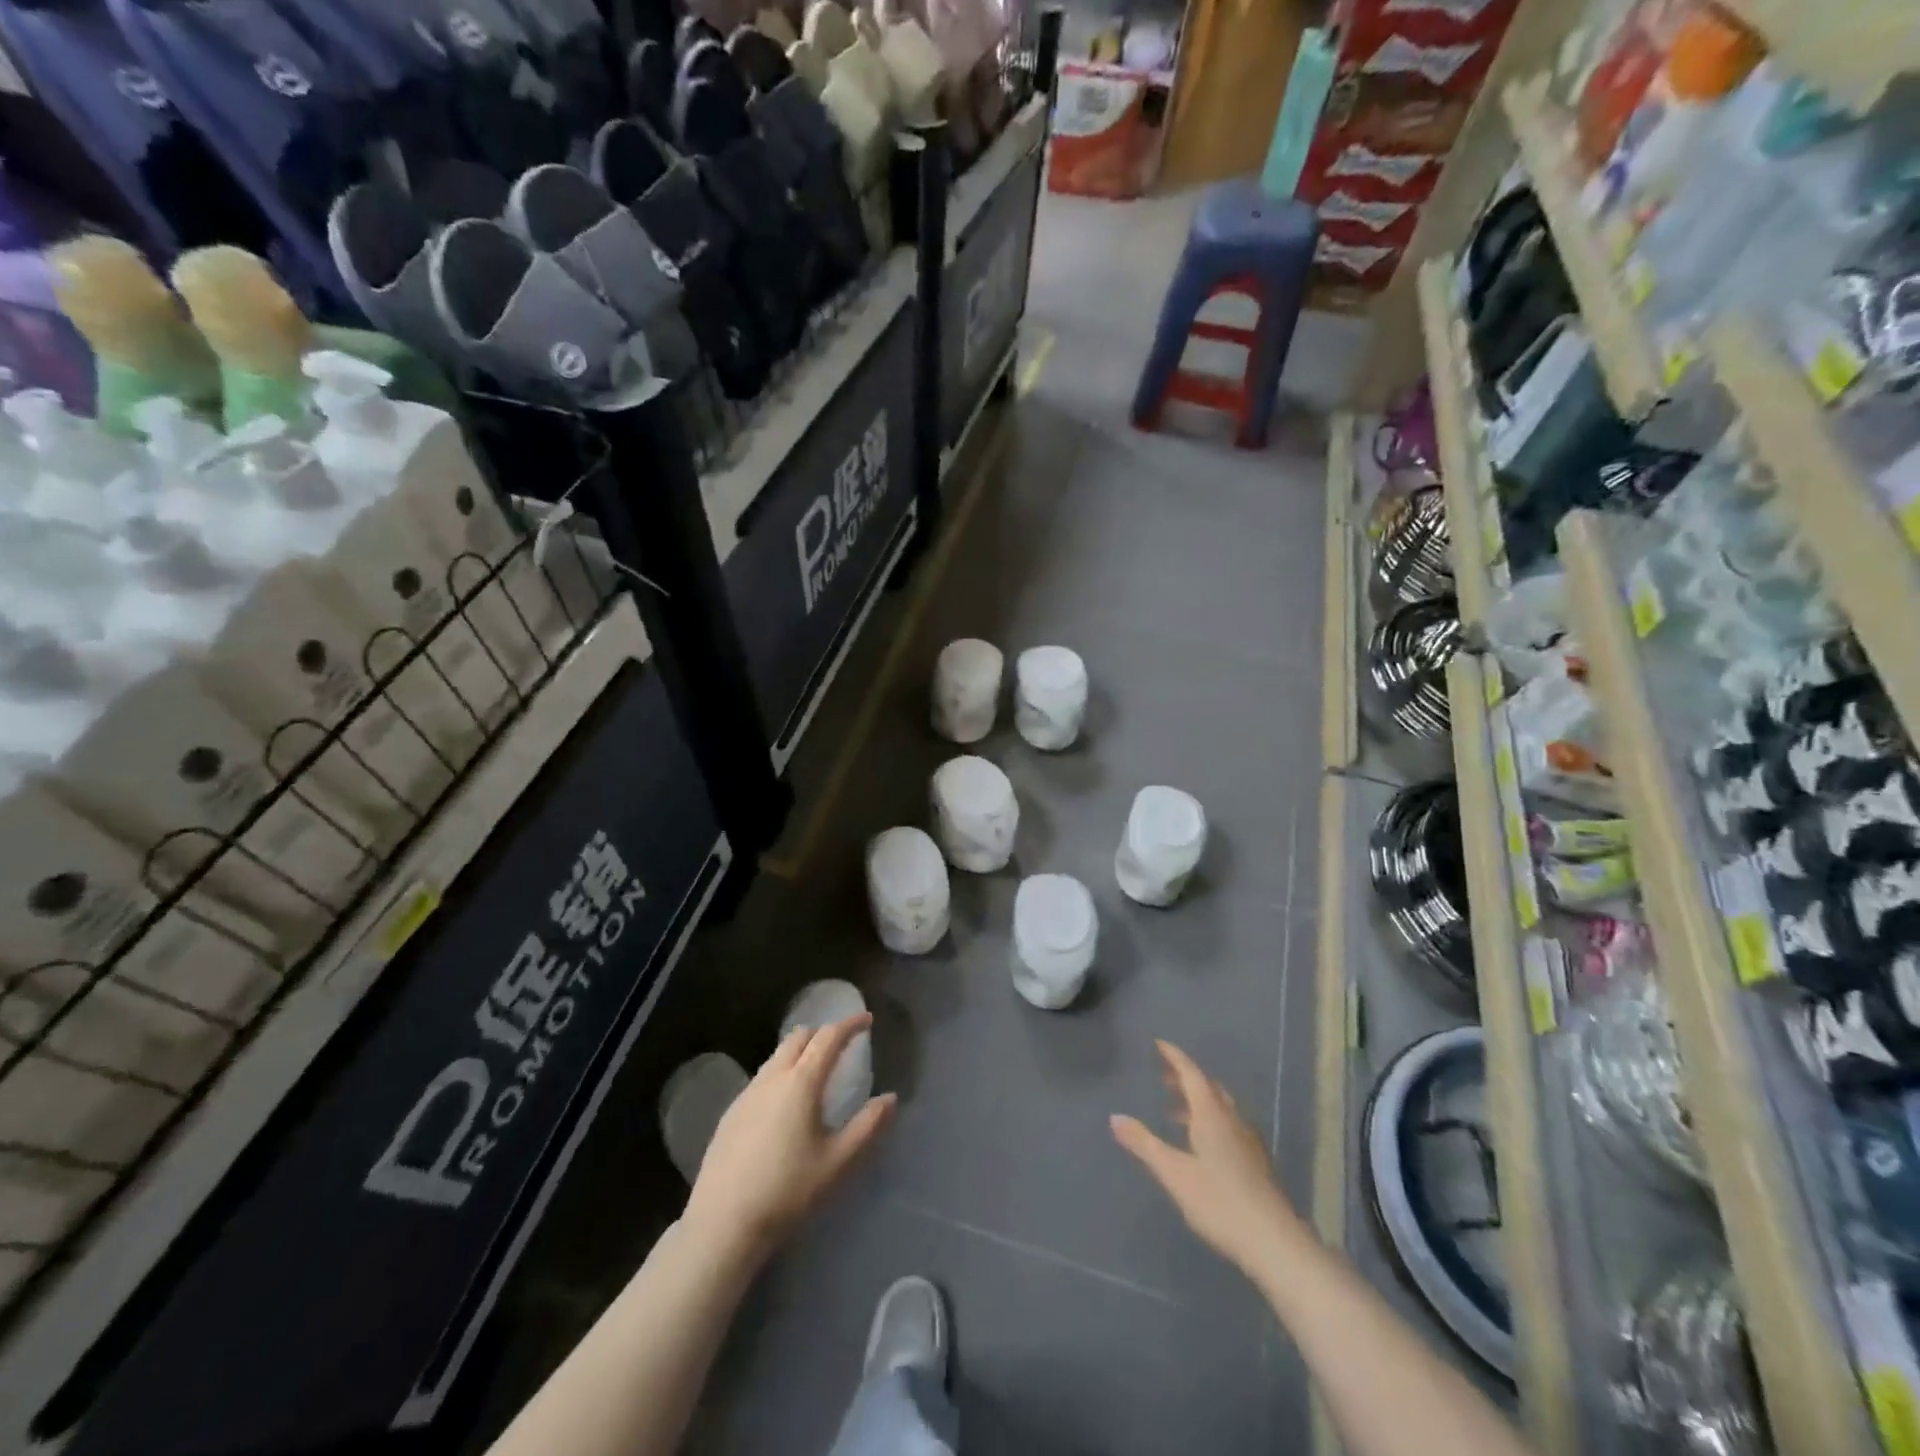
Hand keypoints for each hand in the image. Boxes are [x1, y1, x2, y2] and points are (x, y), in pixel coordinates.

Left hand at [685, 1015, 895, 1262]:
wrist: (722, 1223)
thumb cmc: (788, 1190)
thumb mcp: (838, 1162)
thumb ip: (868, 1126)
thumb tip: (890, 1098)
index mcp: (801, 1082)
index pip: (829, 1037)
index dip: (850, 1024)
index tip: (867, 1020)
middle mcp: (772, 1077)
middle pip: (799, 1037)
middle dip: (823, 1033)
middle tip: (842, 1046)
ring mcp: (747, 1094)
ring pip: (777, 1056)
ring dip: (800, 1052)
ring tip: (815, 1073)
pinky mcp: (730, 1113)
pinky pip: (762, 1078)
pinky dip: (781, 1073)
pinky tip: (784, 1105)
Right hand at [1111, 1040, 1302, 1276]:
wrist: (1274, 1243)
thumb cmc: (1219, 1201)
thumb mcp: (1174, 1173)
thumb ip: (1144, 1144)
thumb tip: (1114, 1117)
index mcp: (1211, 1114)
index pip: (1192, 1073)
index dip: (1175, 1057)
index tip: (1159, 1043)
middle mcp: (1232, 1119)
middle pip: (1208, 1087)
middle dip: (1185, 1078)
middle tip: (1163, 1077)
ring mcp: (1247, 1141)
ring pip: (1220, 1108)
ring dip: (1197, 1101)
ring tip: (1174, 1111)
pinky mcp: (1256, 1163)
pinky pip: (1228, 1125)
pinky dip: (1209, 1120)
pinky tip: (1201, 1144)